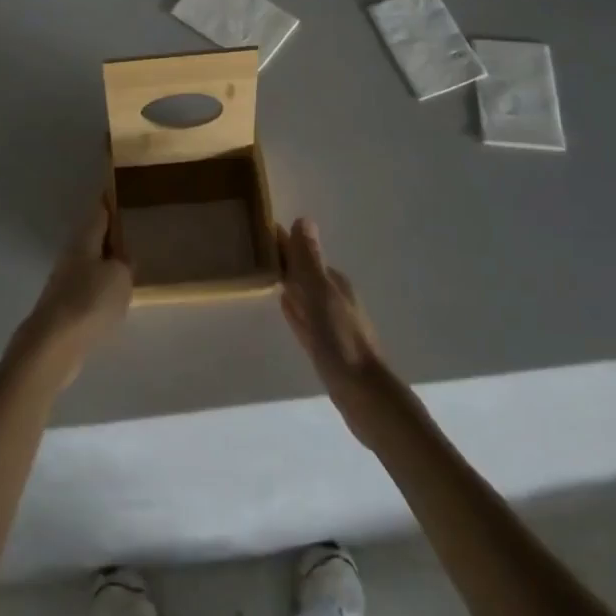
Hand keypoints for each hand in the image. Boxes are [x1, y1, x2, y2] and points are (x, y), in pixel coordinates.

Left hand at [18, 196, 133, 384]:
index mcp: (83, 241)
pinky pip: (88, 290)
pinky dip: (100, 289)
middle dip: (110, 235)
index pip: (99, 212)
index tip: (119, 190)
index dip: (110, 201)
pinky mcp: (63, 309)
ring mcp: (63, 283)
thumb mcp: (120, 277)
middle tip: (133, 232)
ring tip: (129, 268)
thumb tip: (122, 259)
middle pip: (93, 239)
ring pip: (90, 265)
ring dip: (106, 264)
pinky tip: (114, 299)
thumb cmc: (89, 302)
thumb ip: (125, 264)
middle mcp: (70, 256)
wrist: (52, 347)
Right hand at [279, 218, 395, 444]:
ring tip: (260, 269)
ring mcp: (330, 322)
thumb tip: (303, 218)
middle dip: (283, 259)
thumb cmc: (342, 342)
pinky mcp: (325, 345)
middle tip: (250, 246)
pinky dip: (293, 307)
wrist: (365, 396)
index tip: (257, 228)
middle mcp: (333, 297)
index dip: (283, 242)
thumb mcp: (322, 296)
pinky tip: (283, 303)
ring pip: (303, 293)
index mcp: (333, 282)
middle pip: (302, 272)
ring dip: (287, 281)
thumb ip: (310, 261)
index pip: (302, 254)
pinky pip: (303, 317)